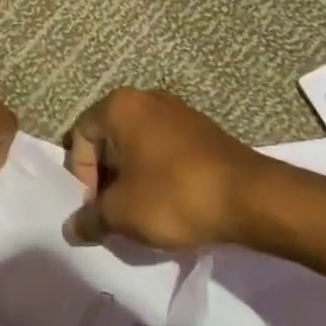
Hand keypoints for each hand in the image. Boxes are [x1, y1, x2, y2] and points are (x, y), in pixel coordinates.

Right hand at [62, 88, 261, 249]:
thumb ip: (91, 217)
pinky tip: (169, 204)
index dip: (80, 174)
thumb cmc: (174, 195)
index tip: (95, 207)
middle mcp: (147, 99)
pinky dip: (158, 173)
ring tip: (140, 213)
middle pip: (110, 137)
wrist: (250, 197)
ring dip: (131, 177)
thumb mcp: (122, 213)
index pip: (81, 135)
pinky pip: (165, 149)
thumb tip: (74, 227)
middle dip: (105, 176)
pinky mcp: (203, 131)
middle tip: (112, 212)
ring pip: (138, 144)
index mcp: (121, 106)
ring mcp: (179, 112)